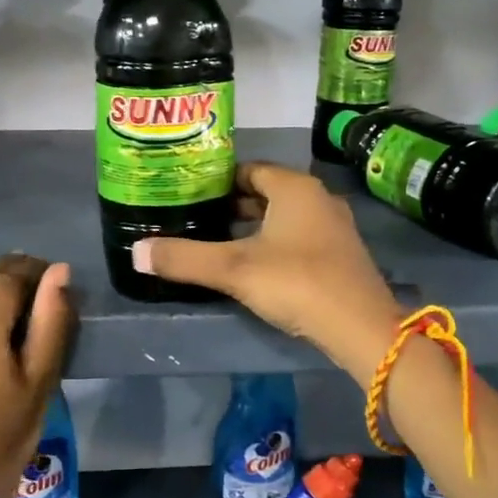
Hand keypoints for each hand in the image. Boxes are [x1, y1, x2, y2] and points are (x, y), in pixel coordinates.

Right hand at [131, 163, 402, 384]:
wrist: (361, 327)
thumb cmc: (296, 282)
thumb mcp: (233, 269)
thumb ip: (184, 259)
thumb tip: (136, 252)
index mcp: (294, 188)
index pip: (248, 170)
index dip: (217, 180)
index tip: (189, 193)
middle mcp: (318, 198)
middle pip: (267, 192)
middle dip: (232, 204)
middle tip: (196, 218)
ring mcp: (334, 227)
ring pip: (283, 216)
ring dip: (254, 226)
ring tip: (218, 241)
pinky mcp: (341, 255)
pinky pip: (299, 237)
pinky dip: (274, 243)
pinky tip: (254, 266)